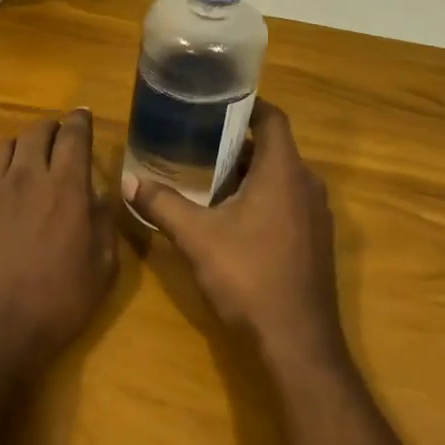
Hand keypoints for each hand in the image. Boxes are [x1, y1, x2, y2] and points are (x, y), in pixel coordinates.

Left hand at [0, 109, 117, 374]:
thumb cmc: (55, 305)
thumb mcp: (102, 270)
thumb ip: (104, 224)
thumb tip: (100, 194)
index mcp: (65, 188)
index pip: (74, 137)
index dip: (79, 121)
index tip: (82, 116)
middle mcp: (24, 177)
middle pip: (35, 132)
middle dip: (49, 128)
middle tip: (55, 137)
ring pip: (0, 147)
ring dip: (17, 147)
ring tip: (21, 159)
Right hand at [127, 101, 343, 367]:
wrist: (297, 340)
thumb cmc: (249, 277)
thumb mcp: (196, 237)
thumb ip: (162, 204)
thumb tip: (128, 180)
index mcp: (284, 171)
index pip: (272, 118)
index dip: (246, 105)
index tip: (214, 104)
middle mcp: (307, 184)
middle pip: (275, 147)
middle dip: (238, 142)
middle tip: (199, 142)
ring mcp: (317, 214)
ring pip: (282, 176)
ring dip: (250, 172)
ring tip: (209, 176)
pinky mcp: (316, 239)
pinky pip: (289, 201)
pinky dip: (264, 196)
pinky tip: (233, 216)